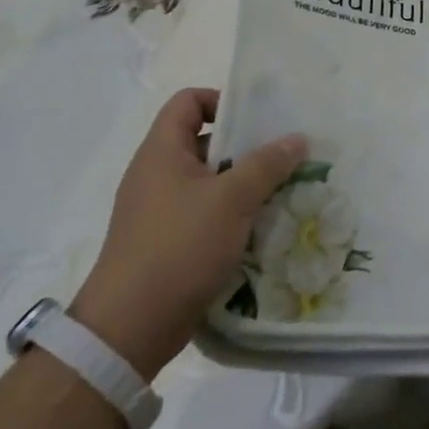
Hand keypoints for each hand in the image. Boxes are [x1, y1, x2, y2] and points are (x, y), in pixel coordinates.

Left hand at [72, 88, 305, 378]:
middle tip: (284, 156)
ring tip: (282, 191)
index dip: (221, 100)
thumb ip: (267, 164)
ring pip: (210, 181)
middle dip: (246, 147)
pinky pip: (206, 214)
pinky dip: (232, 215)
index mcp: (162, 151)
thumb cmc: (179, 246)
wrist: (130, 327)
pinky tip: (261, 227)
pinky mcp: (168, 242)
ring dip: (244, 184)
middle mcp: (157, 174)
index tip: (257, 121)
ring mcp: (160, 210)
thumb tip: (298, 138)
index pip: (188, 101)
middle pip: (205, 141)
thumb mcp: (232, 199)